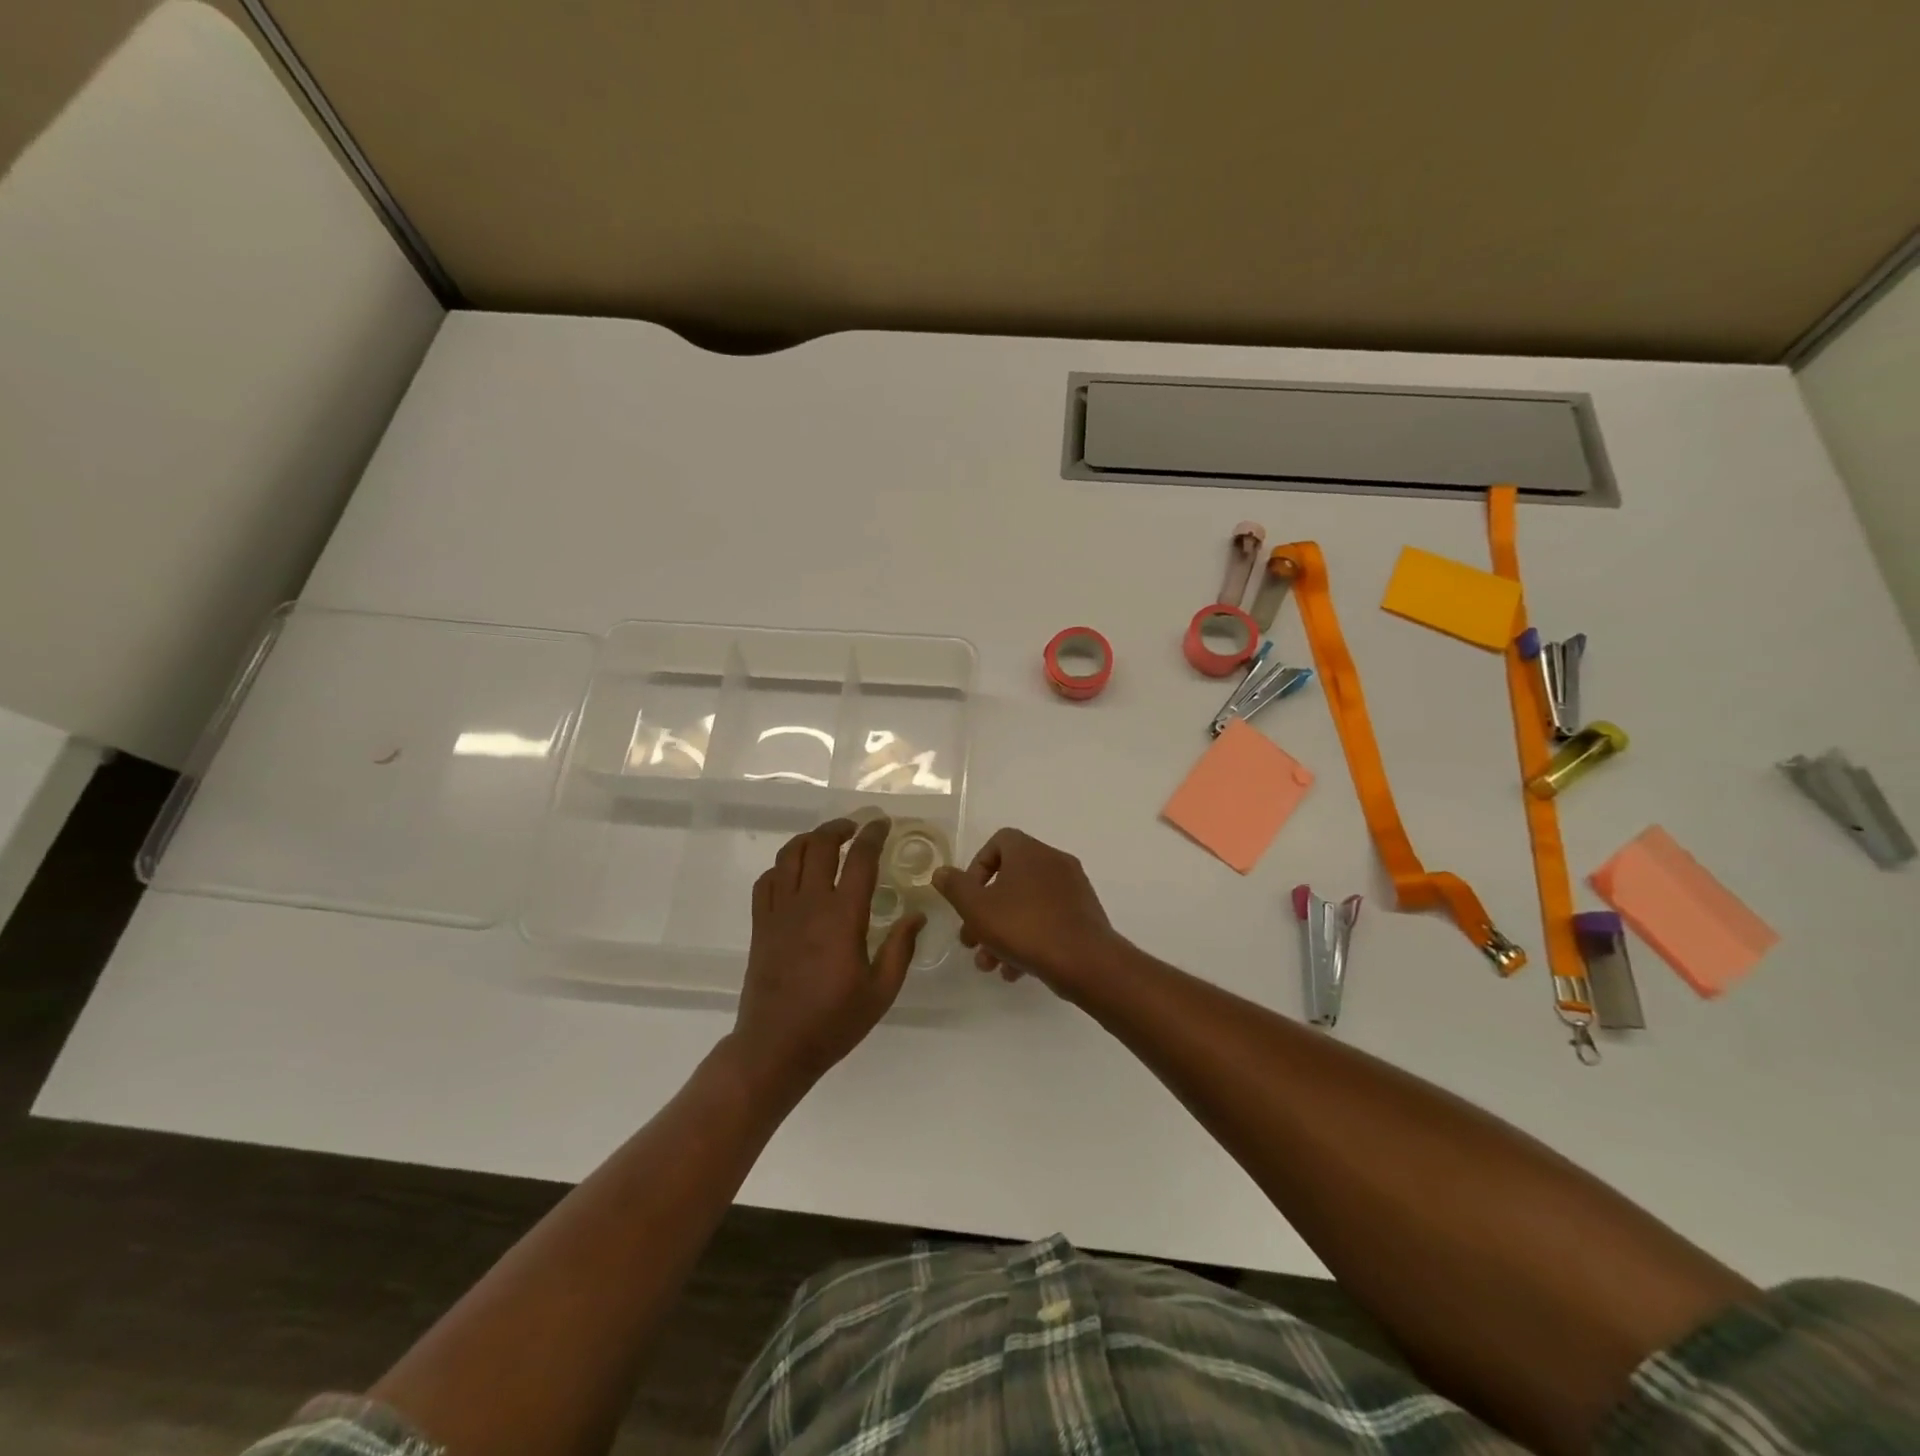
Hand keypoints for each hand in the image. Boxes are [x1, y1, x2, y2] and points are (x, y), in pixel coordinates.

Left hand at [730, 817, 923, 1099]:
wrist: (775, 1047)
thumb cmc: (834, 1021)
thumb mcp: (881, 991)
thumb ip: (900, 949)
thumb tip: (917, 916)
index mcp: (843, 916)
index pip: (859, 859)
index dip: (873, 835)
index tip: (883, 824)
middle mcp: (809, 904)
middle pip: (820, 845)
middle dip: (839, 827)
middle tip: (855, 827)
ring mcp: (779, 912)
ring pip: (789, 856)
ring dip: (810, 839)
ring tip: (826, 841)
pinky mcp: (760, 925)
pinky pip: (767, 881)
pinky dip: (781, 867)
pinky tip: (794, 874)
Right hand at [931, 828, 1124, 992]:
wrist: (1085, 961)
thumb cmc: (1025, 927)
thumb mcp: (977, 908)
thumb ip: (955, 888)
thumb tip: (941, 872)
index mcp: (1029, 852)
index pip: (998, 842)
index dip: (977, 867)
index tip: (968, 897)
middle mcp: (1053, 862)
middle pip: (1010, 879)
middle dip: (985, 911)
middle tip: (970, 940)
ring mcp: (1073, 889)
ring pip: (1027, 904)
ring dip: (1003, 931)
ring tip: (990, 964)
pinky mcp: (1084, 915)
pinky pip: (1048, 919)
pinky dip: (1029, 939)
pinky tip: (1014, 971)